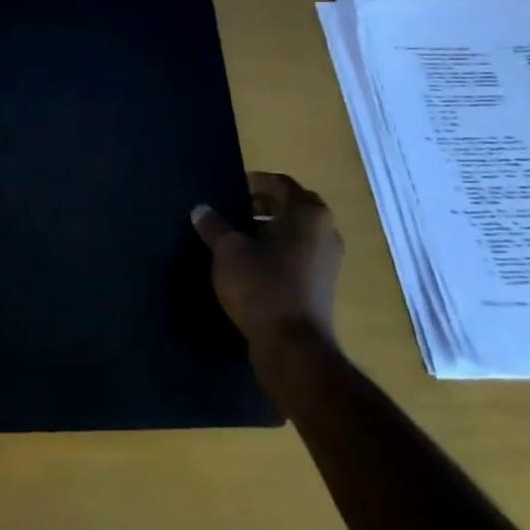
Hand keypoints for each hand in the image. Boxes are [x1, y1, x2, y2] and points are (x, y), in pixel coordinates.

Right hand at [192, 172, 342, 354]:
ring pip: (296, 232)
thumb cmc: (262, 286)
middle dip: (262, 205)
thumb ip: (214, 225)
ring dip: (269, 229)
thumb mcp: (228, 251)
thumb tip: (202, 210)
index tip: (228, 190)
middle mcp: (325, 231)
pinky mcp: (322, 284)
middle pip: (291, 206)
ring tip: (236, 238)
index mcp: (307, 214)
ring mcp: (328, 260)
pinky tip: (250, 264)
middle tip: (231, 211)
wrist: (293, 347)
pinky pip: (298, 254)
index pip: (280, 183)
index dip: (253, 182)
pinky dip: (277, 251)